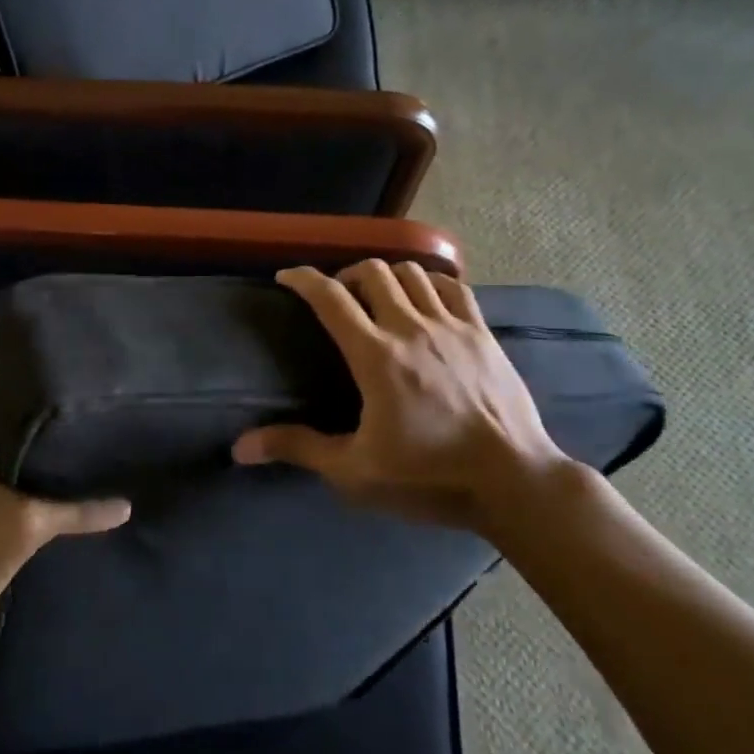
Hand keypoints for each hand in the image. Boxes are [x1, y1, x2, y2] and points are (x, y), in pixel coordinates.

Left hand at [0, 352, 130, 631]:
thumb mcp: (28, 526)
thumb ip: (78, 512)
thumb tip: (126, 505)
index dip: (9, 353)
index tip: (49, 355)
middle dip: (19, 385)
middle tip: (66, 386)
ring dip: (12, 418)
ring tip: (58, 417)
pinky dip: (2, 442)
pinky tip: (36, 457)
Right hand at [233, 262, 583, 536]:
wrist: (513, 481)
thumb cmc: (428, 477)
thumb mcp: (354, 470)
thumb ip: (298, 448)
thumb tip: (240, 447)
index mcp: (376, 356)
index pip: (331, 298)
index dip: (303, 279)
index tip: (286, 276)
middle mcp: (411, 328)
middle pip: (372, 272)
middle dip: (345, 275)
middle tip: (336, 297)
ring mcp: (452, 326)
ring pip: (412, 273)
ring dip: (386, 275)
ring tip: (377, 295)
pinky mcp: (483, 333)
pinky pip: (453, 287)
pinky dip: (430, 282)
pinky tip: (424, 299)